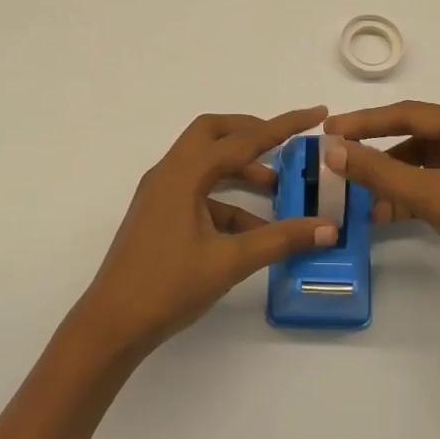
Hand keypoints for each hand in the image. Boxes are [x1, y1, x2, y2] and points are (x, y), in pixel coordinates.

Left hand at [73, 107, 337, 352]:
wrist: (112, 325)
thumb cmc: (168, 286)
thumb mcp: (230, 261)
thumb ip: (281, 240)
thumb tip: (327, 228)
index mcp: (184, 174)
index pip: (243, 139)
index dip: (283, 125)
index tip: (316, 113)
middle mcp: (169, 173)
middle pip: (214, 134)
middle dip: (252, 133)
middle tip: (286, 144)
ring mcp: (161, 194)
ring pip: (206, 164)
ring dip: (241, 170)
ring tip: (279, 190)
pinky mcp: (160, 215)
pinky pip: (199, 194)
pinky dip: (228, 202)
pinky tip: (255, 230)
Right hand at [322, 101, 439, 321]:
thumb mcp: (432, 195)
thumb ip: (380, 172)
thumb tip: (332, 150)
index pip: (411, 113)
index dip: (367, 121)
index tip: (329, 130)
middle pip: (414, 137)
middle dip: (377, 153)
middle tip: (338, 161)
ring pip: (419, 165)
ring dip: (389, 180)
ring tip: (357, 197)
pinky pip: (428, 188)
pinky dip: (404, 198)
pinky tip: (380, 214)